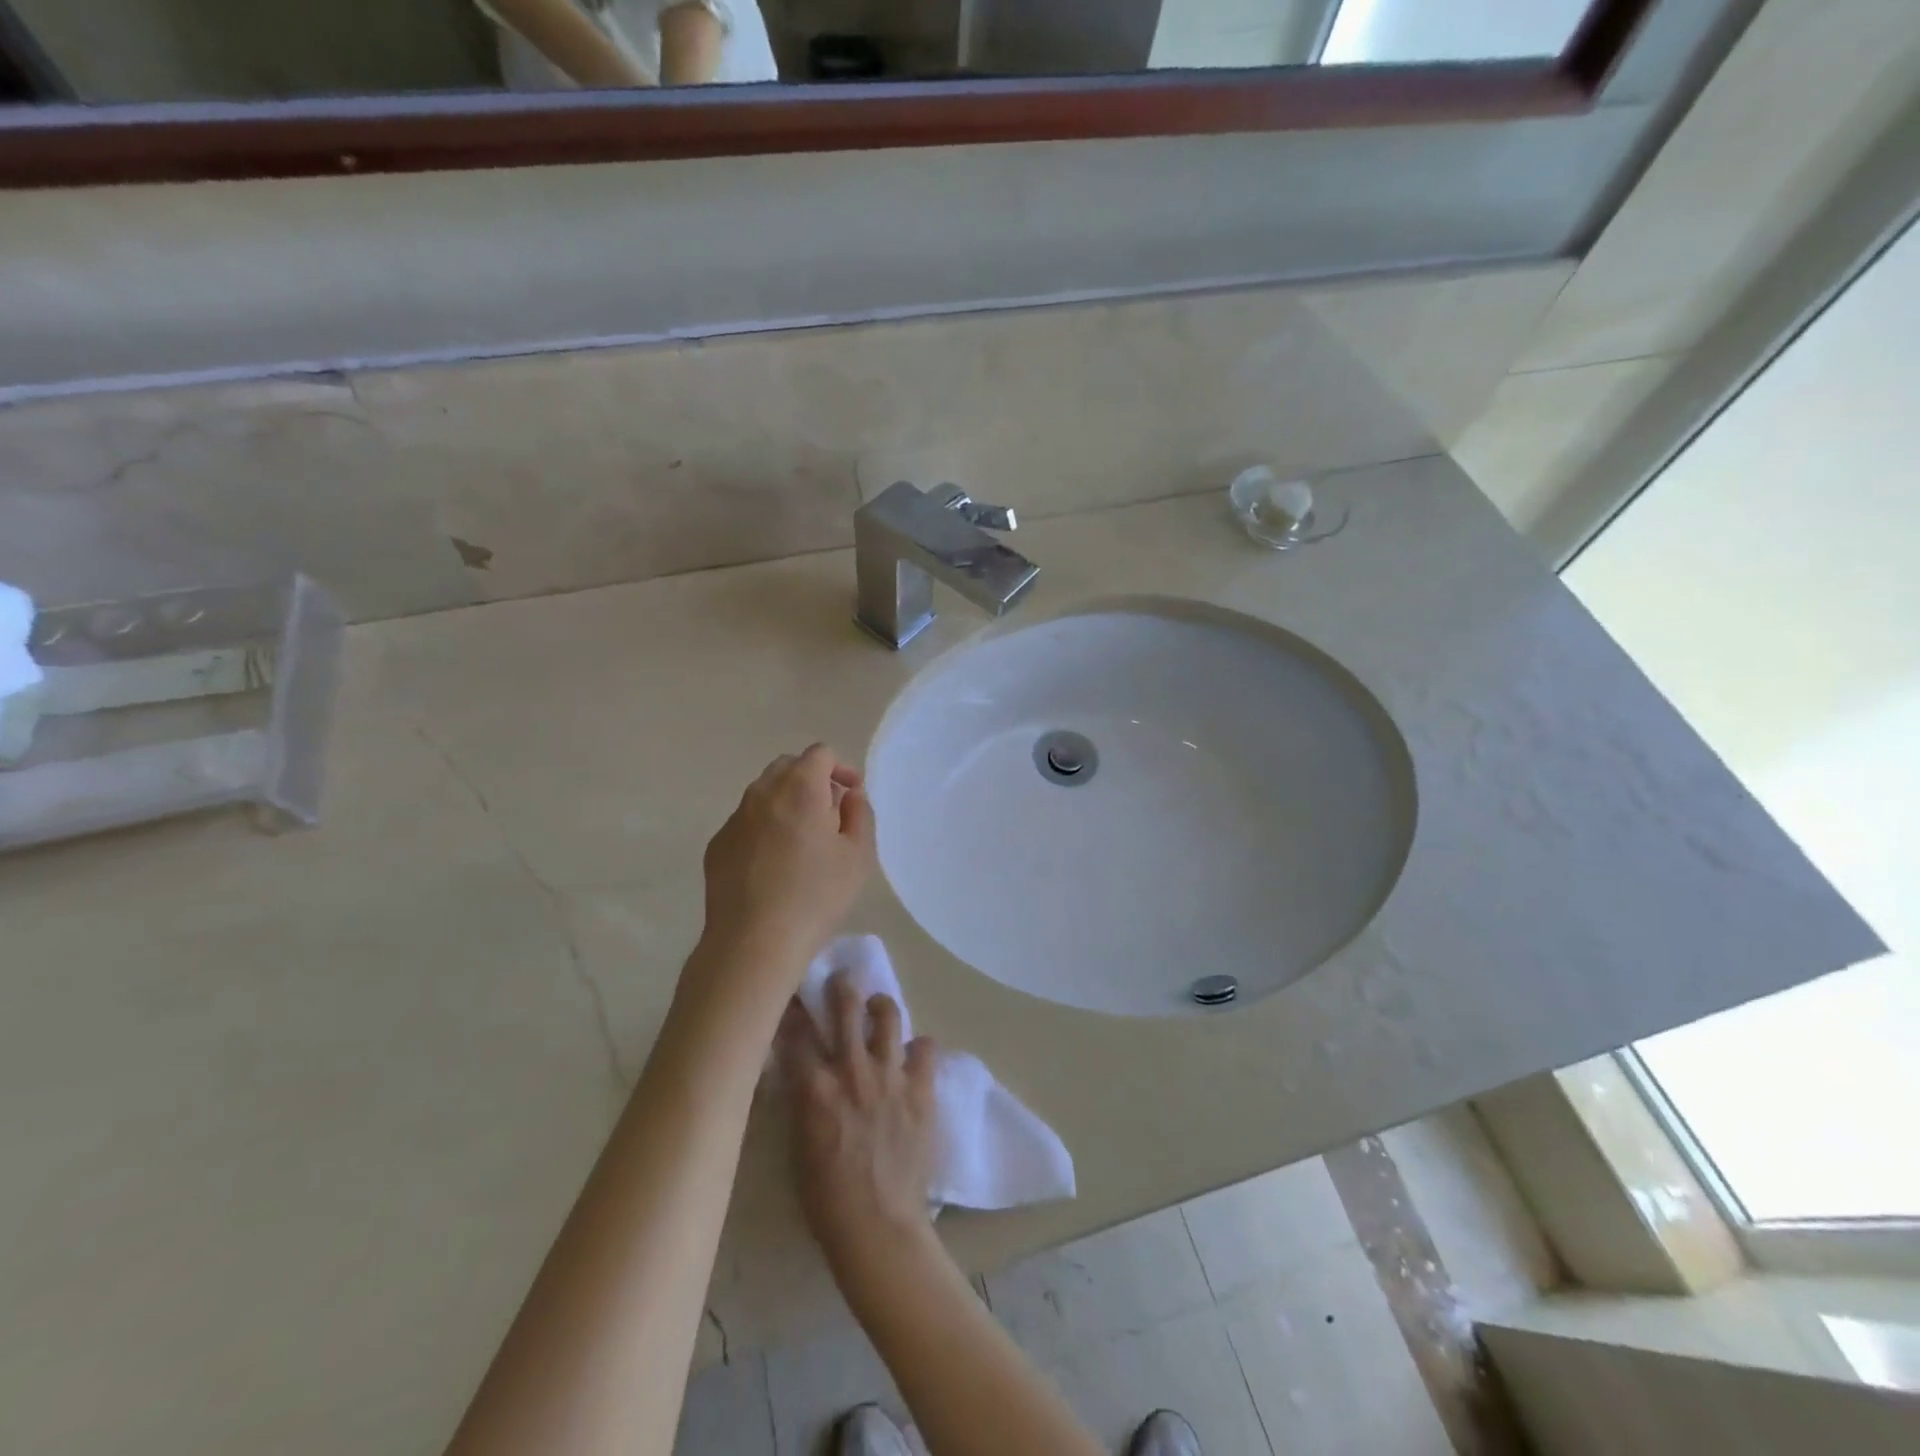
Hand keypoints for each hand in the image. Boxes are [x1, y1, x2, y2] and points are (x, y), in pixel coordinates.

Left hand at [701, 744, 875, 974]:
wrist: (753, 941)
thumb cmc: (816, 896)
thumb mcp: (857, 856)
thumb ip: (859, 814)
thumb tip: (848, 795)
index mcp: (800, 788)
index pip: (820, 754)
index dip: (841, 768)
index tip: (852, 795)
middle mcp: (762, 793)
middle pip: (788, 767)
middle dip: (812, 779)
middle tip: (830, 813)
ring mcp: (735, 818)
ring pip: (764, 793)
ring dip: (787, 802)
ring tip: (803, 839)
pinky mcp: (718, 844)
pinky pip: (747, 822)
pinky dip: (765, 827)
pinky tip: (774, 863)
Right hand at [777, 972, 938, 1277]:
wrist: (879, 1228)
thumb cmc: (827, 1199)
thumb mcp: (799, 1144)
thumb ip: (803, 1099)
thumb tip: (803, 1071)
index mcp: (814, 1087)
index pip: (798, 1032)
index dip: (793, 1011)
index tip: (792, 998)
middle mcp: (851, 1069)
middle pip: (846, 1006)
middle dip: (841, 986)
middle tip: (842, 980)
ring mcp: (890, 1075)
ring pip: (888, 1015)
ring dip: (881, 1007)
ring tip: (879, 1008)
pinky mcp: (921, 1088)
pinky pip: (926, 1047)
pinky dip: (918, 1048)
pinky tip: (913, 1056)